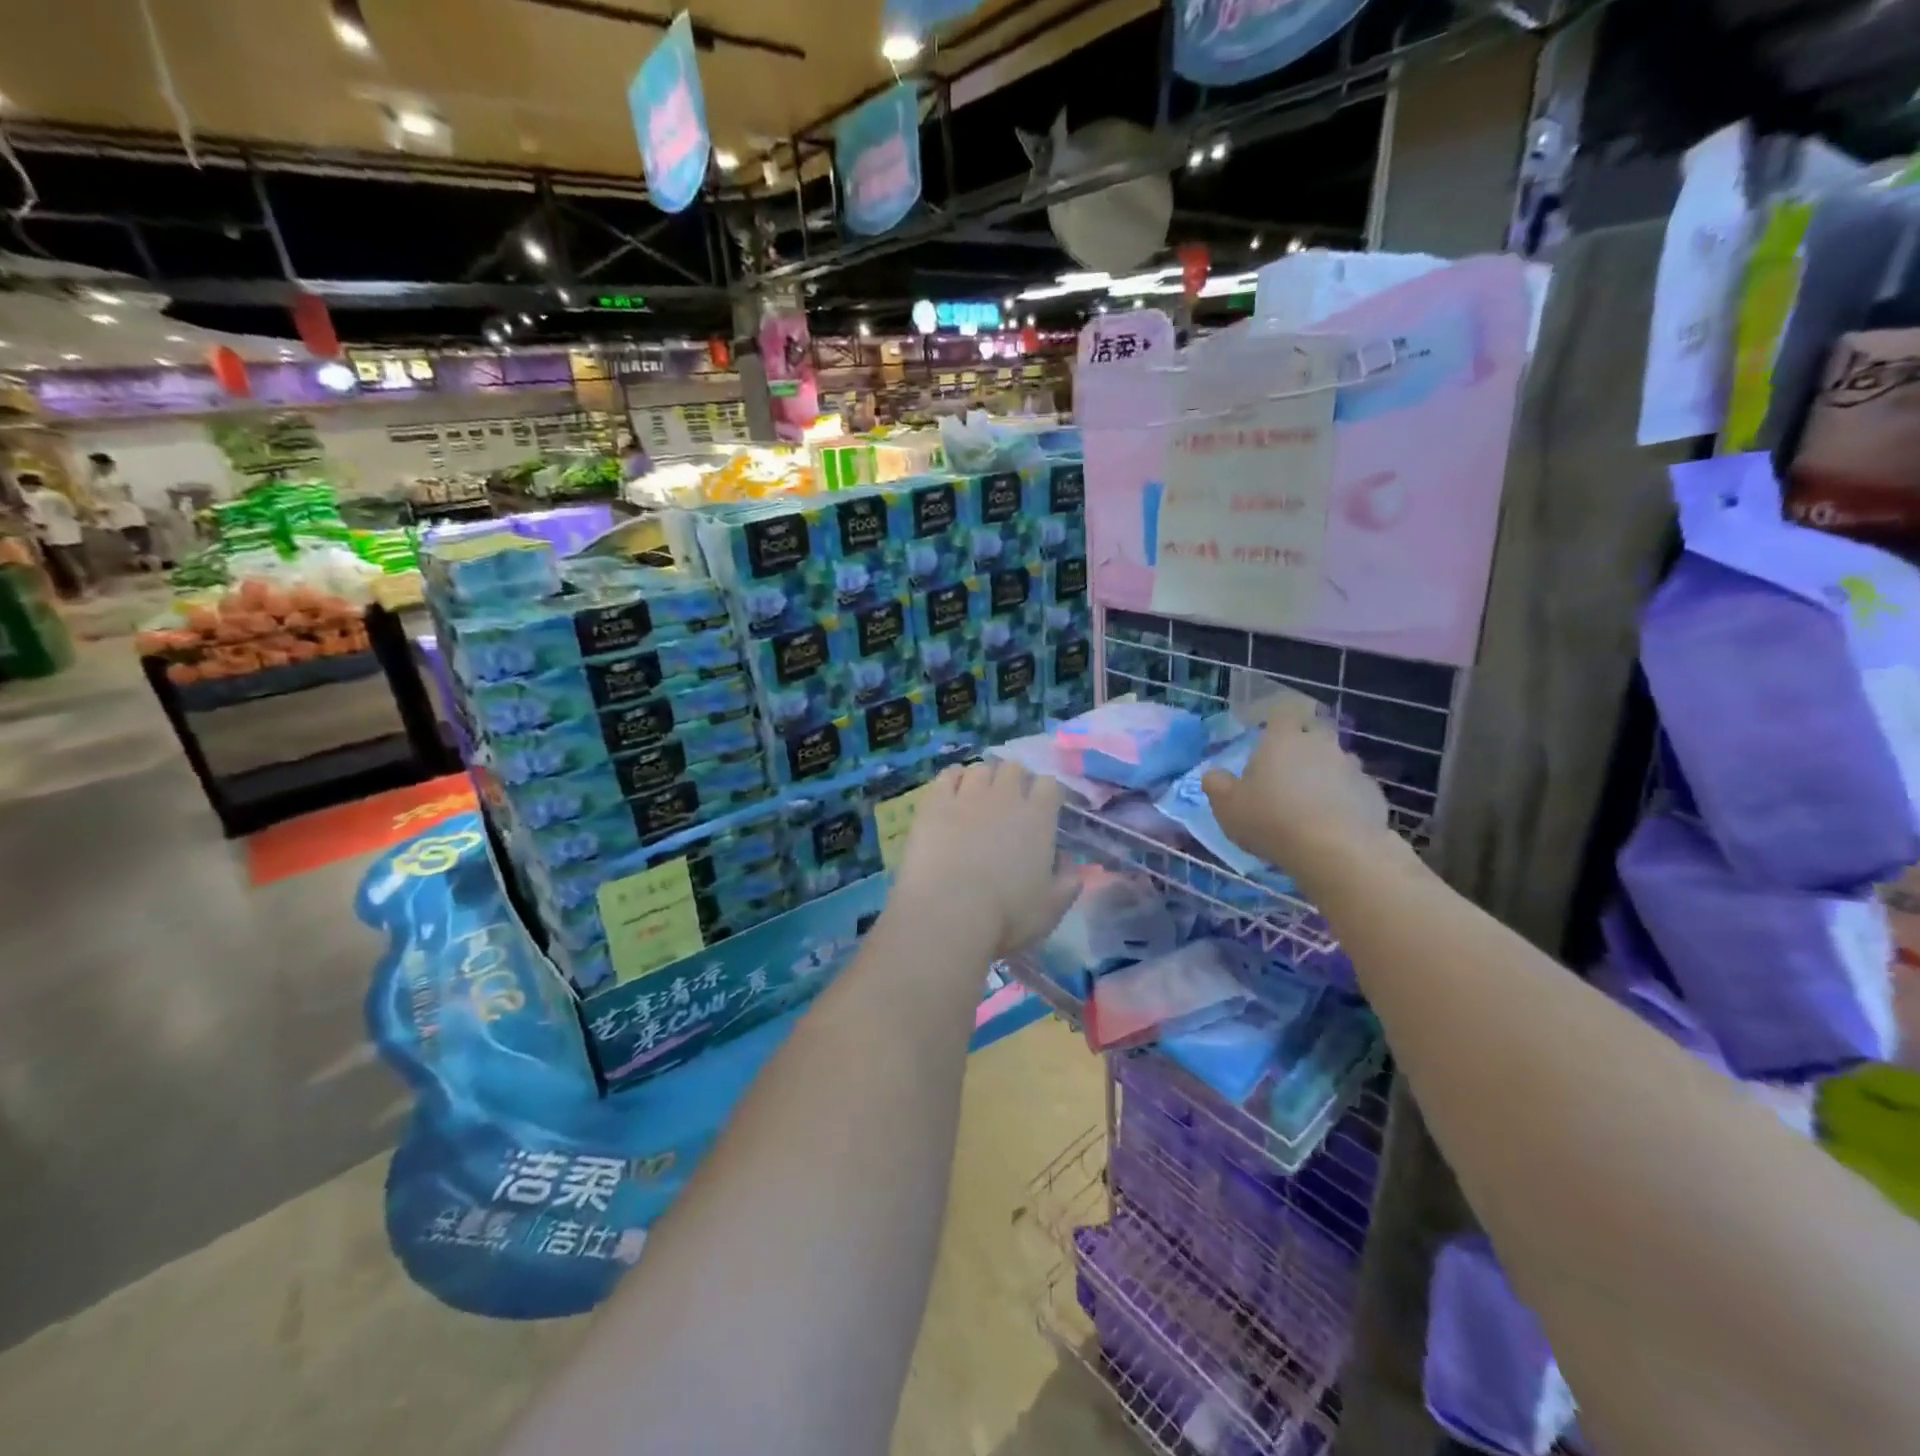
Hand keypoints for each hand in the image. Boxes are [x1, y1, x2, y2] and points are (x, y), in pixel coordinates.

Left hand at [892, 760, 1080, 958]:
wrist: (947, 913)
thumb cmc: (1006, 916)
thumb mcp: (1050, 909)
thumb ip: (1067, 883)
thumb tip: (1071, 864)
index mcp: (1038, 819)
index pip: (1049, 785)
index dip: (1047, 793)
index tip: (1043, 807)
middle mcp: (1005, 798)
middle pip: (1014, 768)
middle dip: (1014, 780)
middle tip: (1010, 801)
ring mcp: (968, 796)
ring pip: (980, 769)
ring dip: (984, 778)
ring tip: (979, 796)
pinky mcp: (935, 803)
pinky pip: (947, 776)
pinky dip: (953, 779)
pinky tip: (952, 791)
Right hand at [1202, 699, 1405, 886]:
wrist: (1336, 850)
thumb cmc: (1271, 819)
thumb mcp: (1226, 806)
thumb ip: (1216, 784)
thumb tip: (1214, 774)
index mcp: (1283, 740)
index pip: (1283, 711)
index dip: (1277, 718)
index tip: (1269, 732)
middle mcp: (1321, 745)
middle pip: (1314, 734)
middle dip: (1303, 747)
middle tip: (1288, 771)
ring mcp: (1352, 768)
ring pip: (1337, 762)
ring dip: (1325, 775)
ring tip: (1312, 803)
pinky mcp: (1374, 795)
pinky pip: (1354, 790)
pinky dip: (1344, 800)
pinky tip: (1334, 824)